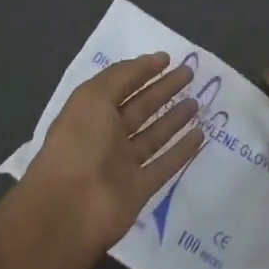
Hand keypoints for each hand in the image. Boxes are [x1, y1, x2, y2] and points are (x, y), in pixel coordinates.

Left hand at [25, 52, 205, 250]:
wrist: (69, 210)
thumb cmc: (78, 145)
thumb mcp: (93, 97)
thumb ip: (122, 76)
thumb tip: (151, 60)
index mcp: (90, 113)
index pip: (120, 86)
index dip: (142, 71)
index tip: (168, 58)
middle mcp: (105, 136)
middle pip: (139, 108)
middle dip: (163, 90)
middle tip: (190, 74)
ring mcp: (122, 165)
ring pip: (153, 136)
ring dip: (174, 118)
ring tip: (197, 101)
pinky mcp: (138, 189)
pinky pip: (163, 165)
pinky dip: (181, 151)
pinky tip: (199, 135)